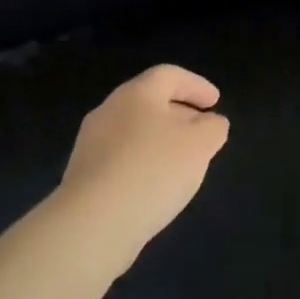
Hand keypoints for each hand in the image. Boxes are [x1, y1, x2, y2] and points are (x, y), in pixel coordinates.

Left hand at [54, 64, 229, 278]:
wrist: (93, 222)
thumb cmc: (152, 170)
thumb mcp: (199, 145)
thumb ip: (212, 128)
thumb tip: (212, 123)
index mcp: (136, 93)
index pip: (169, 75)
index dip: (196, 85)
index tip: (215, 102)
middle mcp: (109, 110)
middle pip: (149, 102)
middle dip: (180, 113)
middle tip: (202, 131)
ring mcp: (91, 143)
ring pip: (134, 131)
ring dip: (161, 140)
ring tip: (183, 161)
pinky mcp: (84, 175)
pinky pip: (121, 158)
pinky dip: (144, 162)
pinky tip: (156, 186)